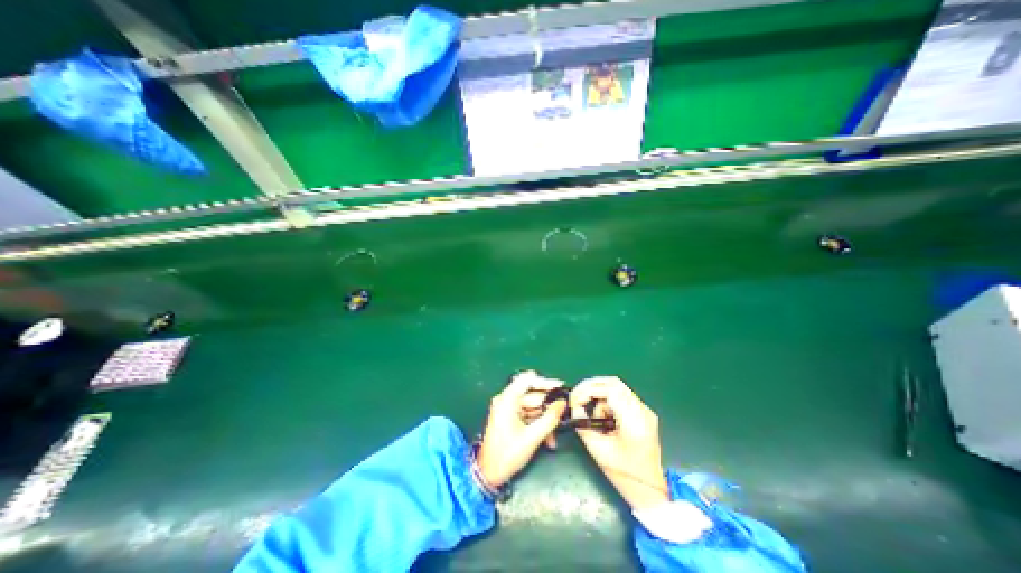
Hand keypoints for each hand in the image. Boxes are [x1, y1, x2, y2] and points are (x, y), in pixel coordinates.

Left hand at [477, 371, 569, 487]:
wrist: (489, 474)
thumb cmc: (507, 455)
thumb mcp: (532, 437)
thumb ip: (550, 418)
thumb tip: (562, 403)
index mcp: (507, 399)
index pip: (528, 380)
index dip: (545, 382)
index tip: (560, 387)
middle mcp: (506, 399)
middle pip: (532, 394)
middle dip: (548, 406)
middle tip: (564, 412)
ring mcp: (507, 408)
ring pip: (532, 406)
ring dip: (544, 418)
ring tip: (554, 436)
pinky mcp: (509, 416)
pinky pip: (527, 414)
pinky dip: (537, 423)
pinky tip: (547, 438)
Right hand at [572, 377, 674, 508]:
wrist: (650, 491)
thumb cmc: (623, 474)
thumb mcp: (597, 450)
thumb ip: (583, 424)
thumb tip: (574, 407)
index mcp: (634, 421)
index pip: (610, 389)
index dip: (588, 390)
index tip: (575, 401)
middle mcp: (642, 410)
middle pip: (614, 383)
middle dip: (591, 386)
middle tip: (577, 398)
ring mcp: (645, 410)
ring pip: (617, 387)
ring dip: (599, 395)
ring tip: (593, 415)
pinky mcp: (643, 413)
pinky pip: (621, 396)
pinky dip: (607, 401)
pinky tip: (603, 417)